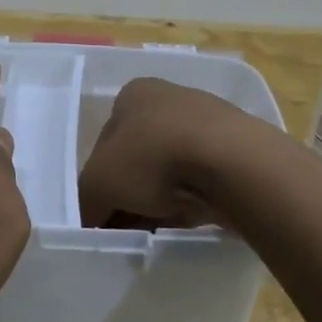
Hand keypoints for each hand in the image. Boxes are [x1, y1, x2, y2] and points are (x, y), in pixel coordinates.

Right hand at [77, 77, 265, 228]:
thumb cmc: (153, 159)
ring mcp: (206, 123)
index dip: (99, 179)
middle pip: (138, 158)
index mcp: (134, 94)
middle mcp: (170, 99)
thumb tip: (89, 221)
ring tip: (155, 228)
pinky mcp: (235, 150)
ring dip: (159, 200)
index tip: (102, 212)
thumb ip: (86, 203)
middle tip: (125, 226)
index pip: (104, 141)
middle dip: (130, 193)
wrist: (232, 164)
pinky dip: (190, 201)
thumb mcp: (98, 184)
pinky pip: (201, 181)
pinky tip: (186, 220)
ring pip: (170, 171)